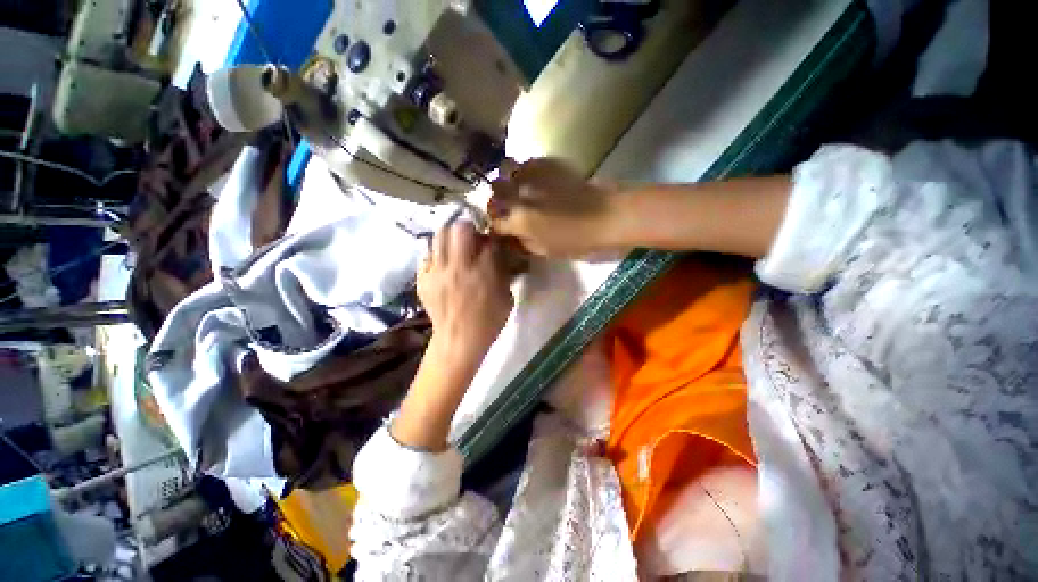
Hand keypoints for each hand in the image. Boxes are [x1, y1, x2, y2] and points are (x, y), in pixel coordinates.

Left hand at [417, 221, 513, 359]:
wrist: (459, 341)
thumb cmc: (488, 321)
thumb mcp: (507, 297)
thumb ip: (503, 272)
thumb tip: (497, 254)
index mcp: (482, 272)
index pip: (488, 239)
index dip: (491, 236)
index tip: (491, 240)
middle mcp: (457, 267)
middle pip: (459, 228)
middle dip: (468, 227)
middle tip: (472, 236)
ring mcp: (436, 273)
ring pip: (438, 236)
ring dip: (449, 236)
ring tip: (455, 244)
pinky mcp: (422, 280)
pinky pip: (426, 256)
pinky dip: (436, 255)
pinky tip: (443, 264)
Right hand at [489, 158, 618, 257]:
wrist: (607, 217)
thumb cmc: (577, 241)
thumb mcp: (545, 251)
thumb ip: (522, 243)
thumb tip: (511, 237)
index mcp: (520, 221)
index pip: (495, 221)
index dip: (497, 225)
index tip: (502, 227)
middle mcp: (521, 195)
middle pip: (495, 190)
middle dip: (496, 198)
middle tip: (506, 205)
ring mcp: (534, 176)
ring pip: (507, 169)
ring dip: (508, 179)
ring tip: (517, 188)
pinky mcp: (549, 163)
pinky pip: (527, 162)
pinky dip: (525, 170)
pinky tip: (534, 179)